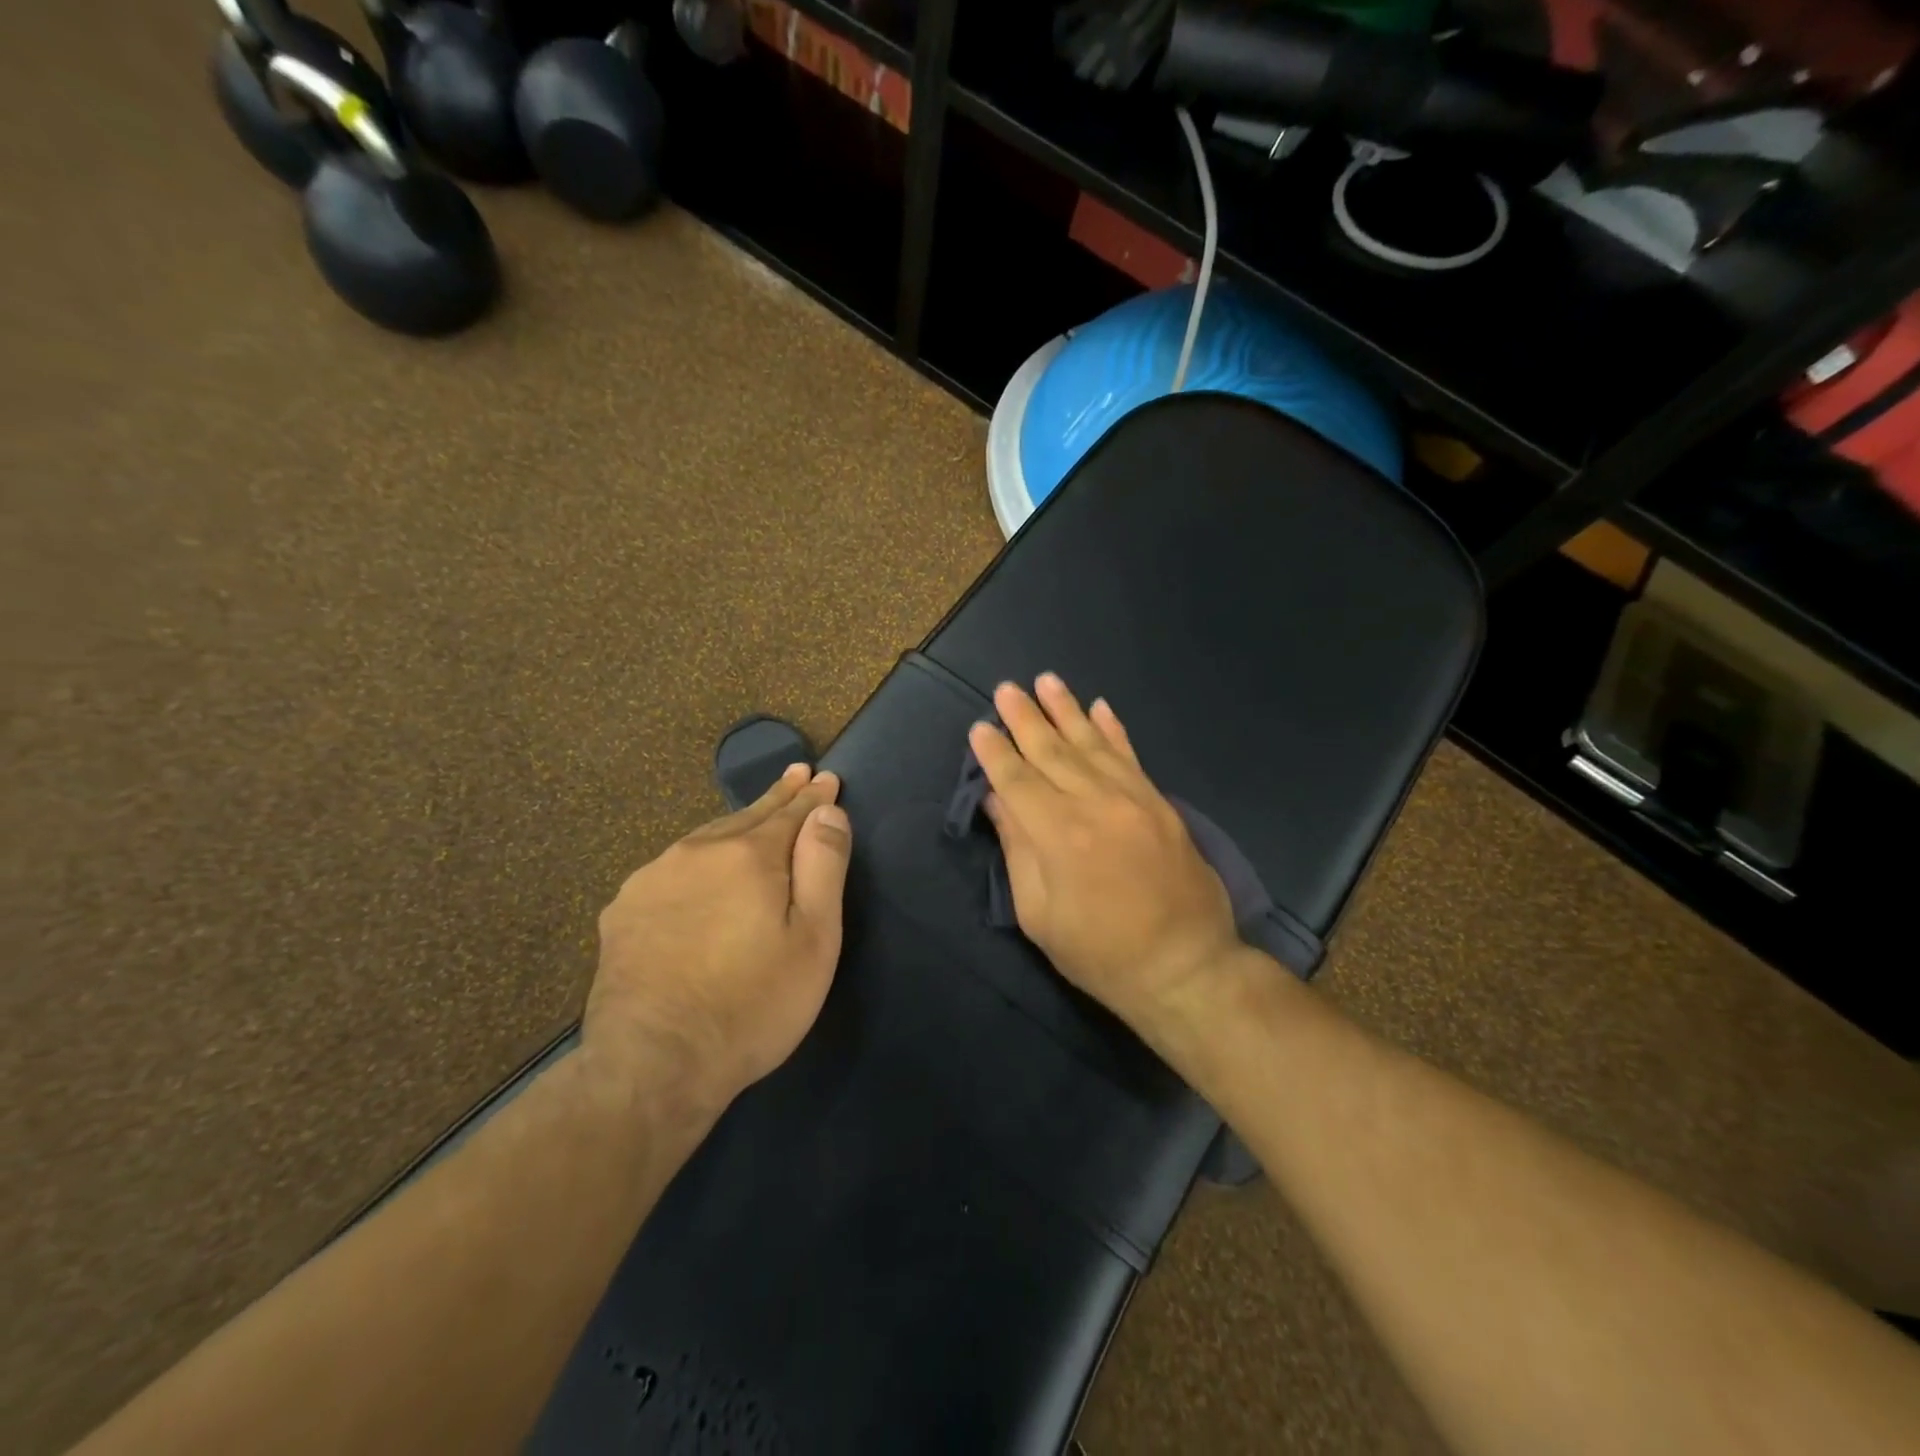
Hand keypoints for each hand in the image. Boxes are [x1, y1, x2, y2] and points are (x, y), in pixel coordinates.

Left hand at [585, 764, 852, 1112]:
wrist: (654, 1066)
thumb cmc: (752, 1005)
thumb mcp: (813, 939)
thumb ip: (822, 866)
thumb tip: (827, 810)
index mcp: (748, 855)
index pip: (790, 813)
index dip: (812, 797)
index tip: (826, 777)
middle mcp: (697, 852)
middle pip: (747, 817)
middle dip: (777, 798)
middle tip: (796, 775)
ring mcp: (652, 878)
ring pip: (706, 839)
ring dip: (736, 827)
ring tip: (755, 818)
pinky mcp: (624, 911)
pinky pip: (672, 870)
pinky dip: (698, 861)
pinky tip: (700, 871)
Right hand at [968, 675, 1239, 1030]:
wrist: (1185, 966)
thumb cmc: (1101, 953)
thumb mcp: (1040, 916)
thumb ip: (1018, 851)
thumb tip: (997, 801)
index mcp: (1058, 835)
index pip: (1016, 780)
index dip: (994, 752)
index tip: (978, 727)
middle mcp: (1095, 804)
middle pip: (1051, 751)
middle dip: (1024, 718)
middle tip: (1006, 688)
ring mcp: (1133, 798)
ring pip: (1091, 743)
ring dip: (1066, 710)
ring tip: (1046, 680)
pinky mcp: (1159, 803)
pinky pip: (1131, 756)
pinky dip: (1113, 729)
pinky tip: (1100, 706)